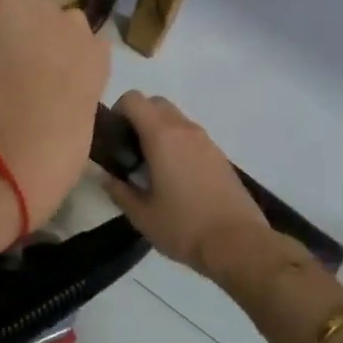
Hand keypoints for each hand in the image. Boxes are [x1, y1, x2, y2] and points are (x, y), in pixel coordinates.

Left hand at [0, 0, 110, 226]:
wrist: (20, 137)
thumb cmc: (57, 150)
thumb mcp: (80, 127)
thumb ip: (74, 104)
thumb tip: (55, 108)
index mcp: (100, 61)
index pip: (86, 47)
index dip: (64, 63)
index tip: (48, 82)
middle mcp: (77, 28)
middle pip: (58, 22)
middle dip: (42, 40)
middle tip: (21, 71)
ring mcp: (41, 13)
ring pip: (26, 13)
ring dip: (15, 31)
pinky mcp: (5, 8)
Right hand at [101, 91, 269, 279]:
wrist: (237, 243)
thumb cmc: (183, 226)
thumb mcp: (141, 215)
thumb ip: (118, 190)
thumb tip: (105, 176)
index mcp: (161, 137)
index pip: (134, 99)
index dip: (118, 110)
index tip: (113, 136)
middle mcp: (185, 129)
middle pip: (156, 103)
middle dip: (138, 117)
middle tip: (129, 149)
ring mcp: (206, 141)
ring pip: (176, 119)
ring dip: (159, 131)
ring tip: (151, 166)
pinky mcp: (220, 155)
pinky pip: (191, 136)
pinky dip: (178, 144)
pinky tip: (176, 178)